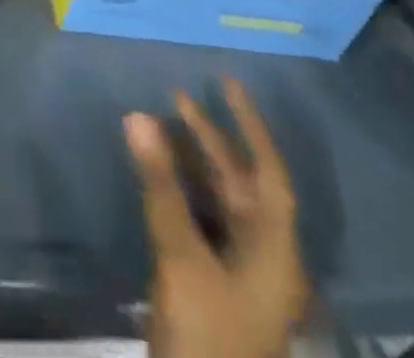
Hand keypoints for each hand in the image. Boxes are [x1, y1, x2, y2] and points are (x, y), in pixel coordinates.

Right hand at [126, 79, 310, 357]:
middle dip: (210, 140)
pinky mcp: (214, 289)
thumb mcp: (181, 258)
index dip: (250, 125)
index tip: (226, 82)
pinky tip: (157, 176)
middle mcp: (264, 258)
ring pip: (219, 203)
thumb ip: (160, 185)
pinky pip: (202, 222)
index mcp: (275, 252)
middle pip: (241, 185)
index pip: (268, 172)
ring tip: (161, 125)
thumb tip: (139, 115)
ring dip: (193, 164)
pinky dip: (182, 193)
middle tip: (176, 96)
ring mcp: (239, 277)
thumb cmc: (206, 339)